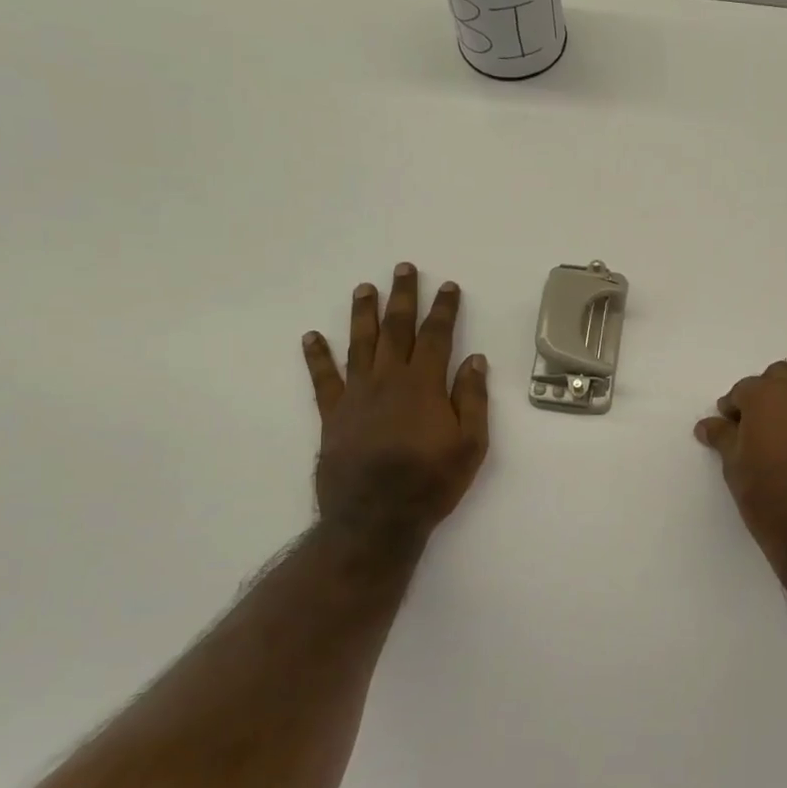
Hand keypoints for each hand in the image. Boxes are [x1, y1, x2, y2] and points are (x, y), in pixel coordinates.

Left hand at [302, 263, 489, 542]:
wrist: (375, 519)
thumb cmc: (431, 482)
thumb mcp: (470, 444)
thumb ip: (472, 399)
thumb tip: (474, 360)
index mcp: (424, 385)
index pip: (437, 336)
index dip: (443, 309)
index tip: (448, 286)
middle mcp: (388, 380)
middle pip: (396, 329)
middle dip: (402, 297)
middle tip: (403, 268)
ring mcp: (356, 395)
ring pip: (360, 343)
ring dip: (363, 314)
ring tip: (364, 288)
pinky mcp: (333, 415)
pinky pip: (323, 378)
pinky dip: (317, 356)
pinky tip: (311, 336)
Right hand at [695, 362, 786, 571]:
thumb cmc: (770, 498)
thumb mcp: (735, 468)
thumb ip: (723, 437)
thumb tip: (708, 424)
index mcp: (768, 395)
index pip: (744, 390)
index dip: (734, 408)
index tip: (731, 426)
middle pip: (781, 377)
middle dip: (768, 394)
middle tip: (759, 425)